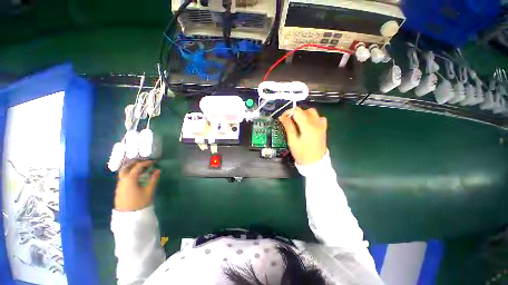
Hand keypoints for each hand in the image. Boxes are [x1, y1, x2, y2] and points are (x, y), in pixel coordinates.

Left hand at [114, 160, 160, 211]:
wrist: (128, 216)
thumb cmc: (140, 202)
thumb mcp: (149, 191)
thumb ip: (153, 179)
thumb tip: (158, 170)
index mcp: (130, 179)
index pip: (138, 167)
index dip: (146, 163)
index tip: (153, 162)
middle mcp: (123, 180)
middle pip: (126, 167)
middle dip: (134, 163)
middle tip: (144, 163)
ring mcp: (119, 185)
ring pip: (123, 172)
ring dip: (131, 168)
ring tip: (140, 169)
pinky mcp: (119, 189)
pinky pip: (123, 177)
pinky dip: (129, 174)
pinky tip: (135, 177)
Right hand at [279, 107, 327, 165]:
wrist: (315, 163)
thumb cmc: (302, 153)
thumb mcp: (292, 140)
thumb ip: (288, 126)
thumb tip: (282, 116)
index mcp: (307, 125)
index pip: (297, 111)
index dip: (288, 112)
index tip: (283, 118)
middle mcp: (315, 122)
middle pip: (304, 110)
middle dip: (295, 113)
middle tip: (289, 121)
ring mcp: (321, 125)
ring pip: (312, 112)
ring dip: (304, 114)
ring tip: (298, 122)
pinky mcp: (323, 128)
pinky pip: (319, 117)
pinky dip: (312, 118)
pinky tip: (308, 124)